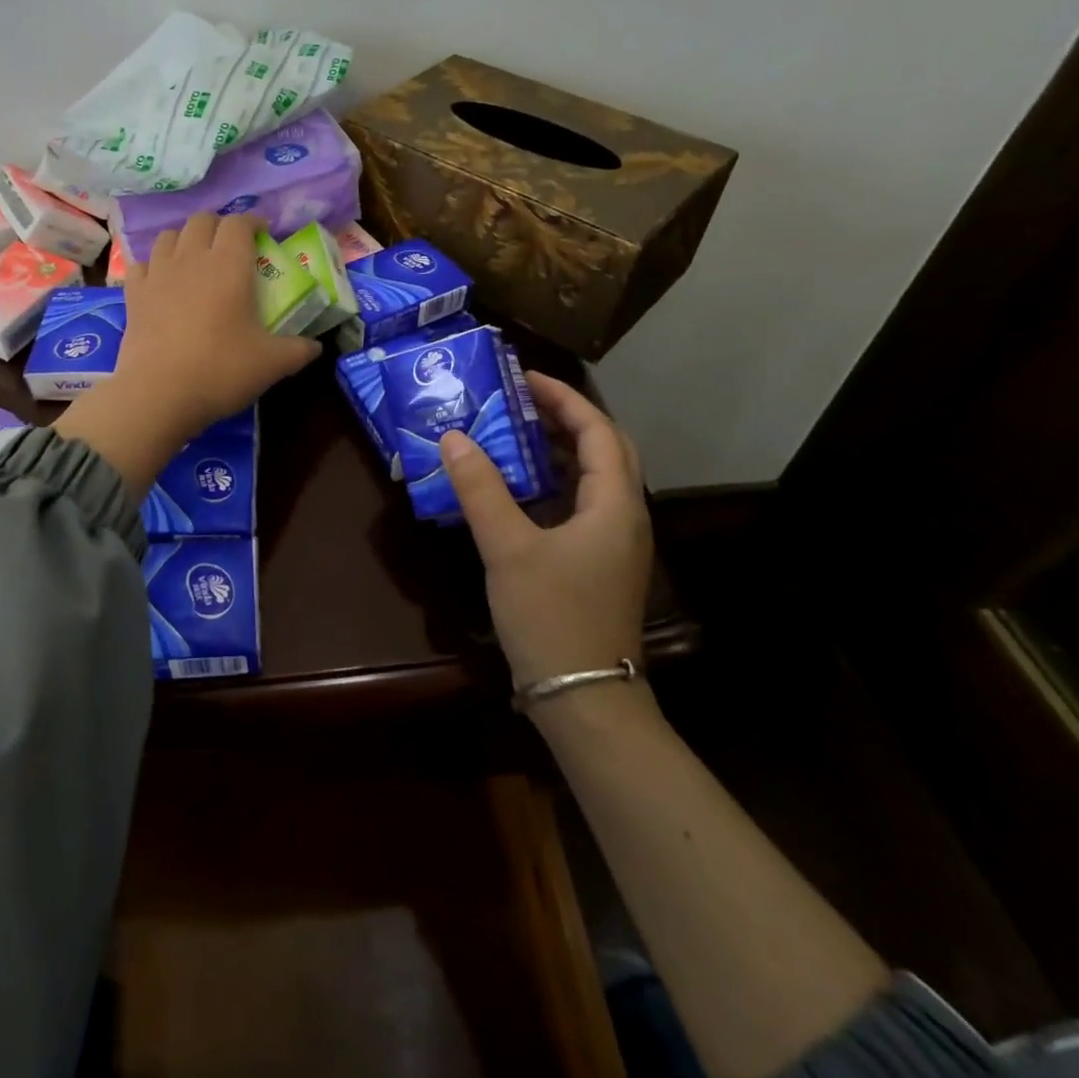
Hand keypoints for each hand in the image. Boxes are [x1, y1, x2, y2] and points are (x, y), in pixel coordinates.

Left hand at [116, 213, 321, 435]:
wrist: (159, 394)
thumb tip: (317, 347)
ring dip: (186, 240)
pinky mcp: (134, 294)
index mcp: (229, 265)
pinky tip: (162, 281)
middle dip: (219, 226)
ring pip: (170, 236)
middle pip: (202, 220)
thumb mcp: (272, 364)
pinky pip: (142, 264)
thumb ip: (299, 350)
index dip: (253, 222)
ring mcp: (158, 274)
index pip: (239, 223)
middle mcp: (191, 258)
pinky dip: (154, 265)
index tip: (263, 234)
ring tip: (196, 259)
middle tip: (231, 247)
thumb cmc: (221, 370)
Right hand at [438, 371, 653, 688]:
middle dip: (565, 419)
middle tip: (519, 402)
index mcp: (614, 504)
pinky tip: (516, 491)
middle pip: (604, 450)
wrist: (584, 699)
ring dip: (557, 452)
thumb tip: (454, 438)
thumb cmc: (552, 617)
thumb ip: (480, 490)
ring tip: (512, 435)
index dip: (563, 398)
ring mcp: (614, 544)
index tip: (523, 378)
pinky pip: (579, 506)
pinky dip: (551, 485)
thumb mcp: (508, 549)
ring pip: (592, 480)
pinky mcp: (598, 565)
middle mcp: (624, 517)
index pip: (598, 431)